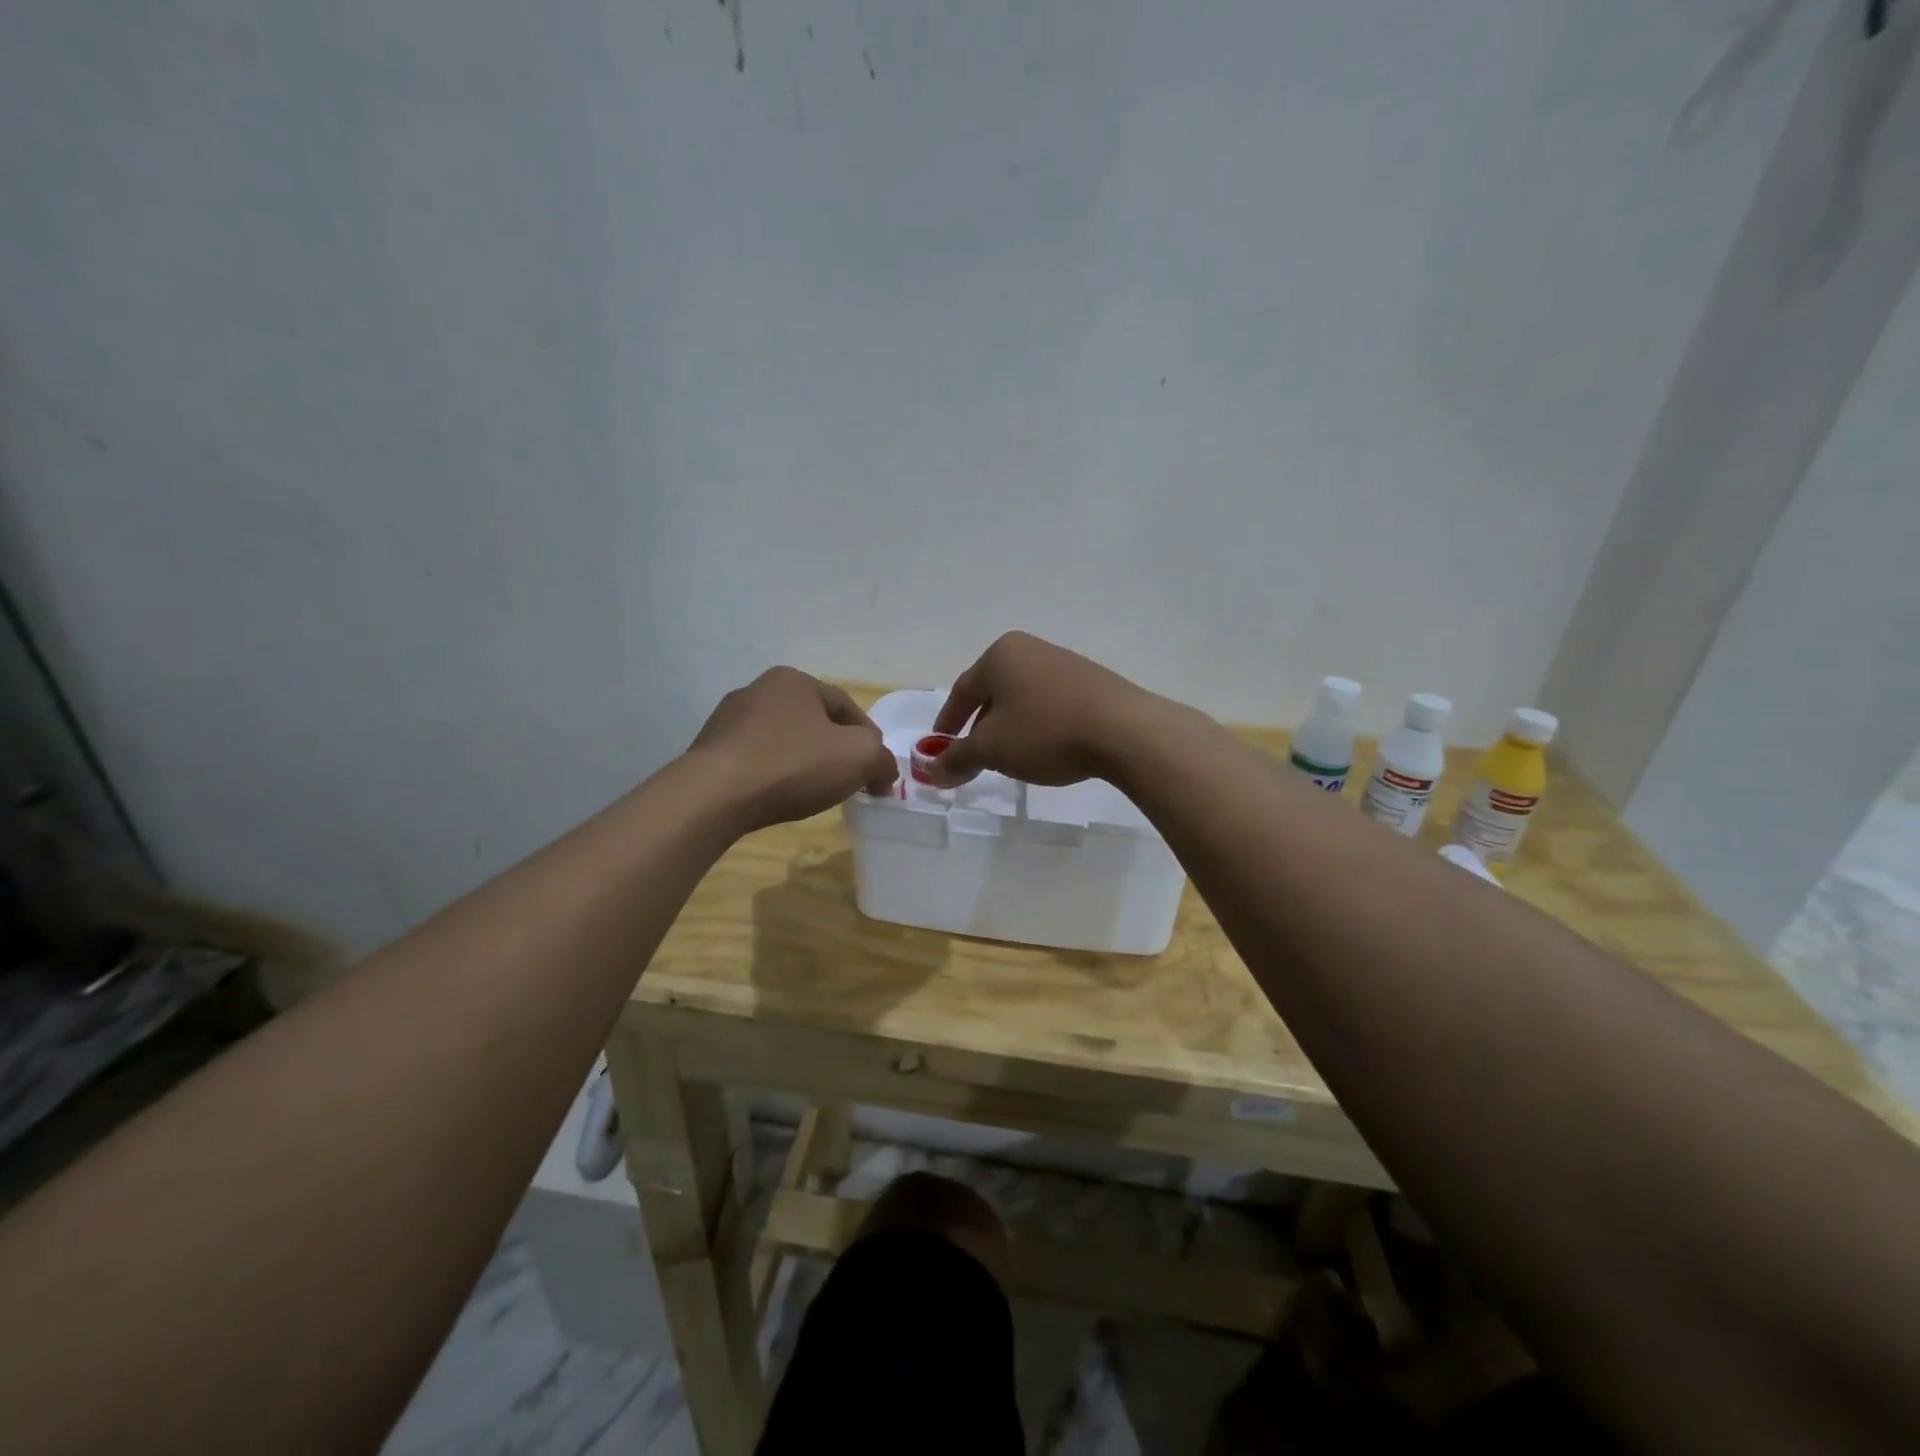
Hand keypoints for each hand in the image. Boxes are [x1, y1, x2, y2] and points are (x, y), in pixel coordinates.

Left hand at [688, 668, 897, 829]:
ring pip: (783, 740)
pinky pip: (755, 760)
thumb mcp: (859, 757)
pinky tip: (778, 796)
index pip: (847, 707)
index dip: (870, 740)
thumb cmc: (793, 764)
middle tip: (849, 781)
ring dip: (803, 762)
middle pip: (814, 722)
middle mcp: (759, 689)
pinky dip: (773, 775)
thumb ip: (882, 759)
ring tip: (813, 793)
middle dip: (835, 750)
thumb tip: (883, 773)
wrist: (714, 795)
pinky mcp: (709, 750)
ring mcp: (728, 720)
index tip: (877, 773)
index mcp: (795, 680)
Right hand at [926, 632, 1163, 786]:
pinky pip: (1051, 703)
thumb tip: (931, 771)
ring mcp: (1064, 663)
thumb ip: (957, 758)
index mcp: (1000, 655)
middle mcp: (1030, 649)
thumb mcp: (992, 750)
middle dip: (980, 727)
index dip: (948, 724)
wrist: (1124, 731)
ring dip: (1010, 728)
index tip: (940, 750)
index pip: (962, 691)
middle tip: (974, 758)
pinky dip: (1039, 725)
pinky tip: (1046, 748)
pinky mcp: (1091, 681)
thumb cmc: (1045, 732)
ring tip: (1011, 758)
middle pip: (993, 692)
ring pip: (1023, 699)